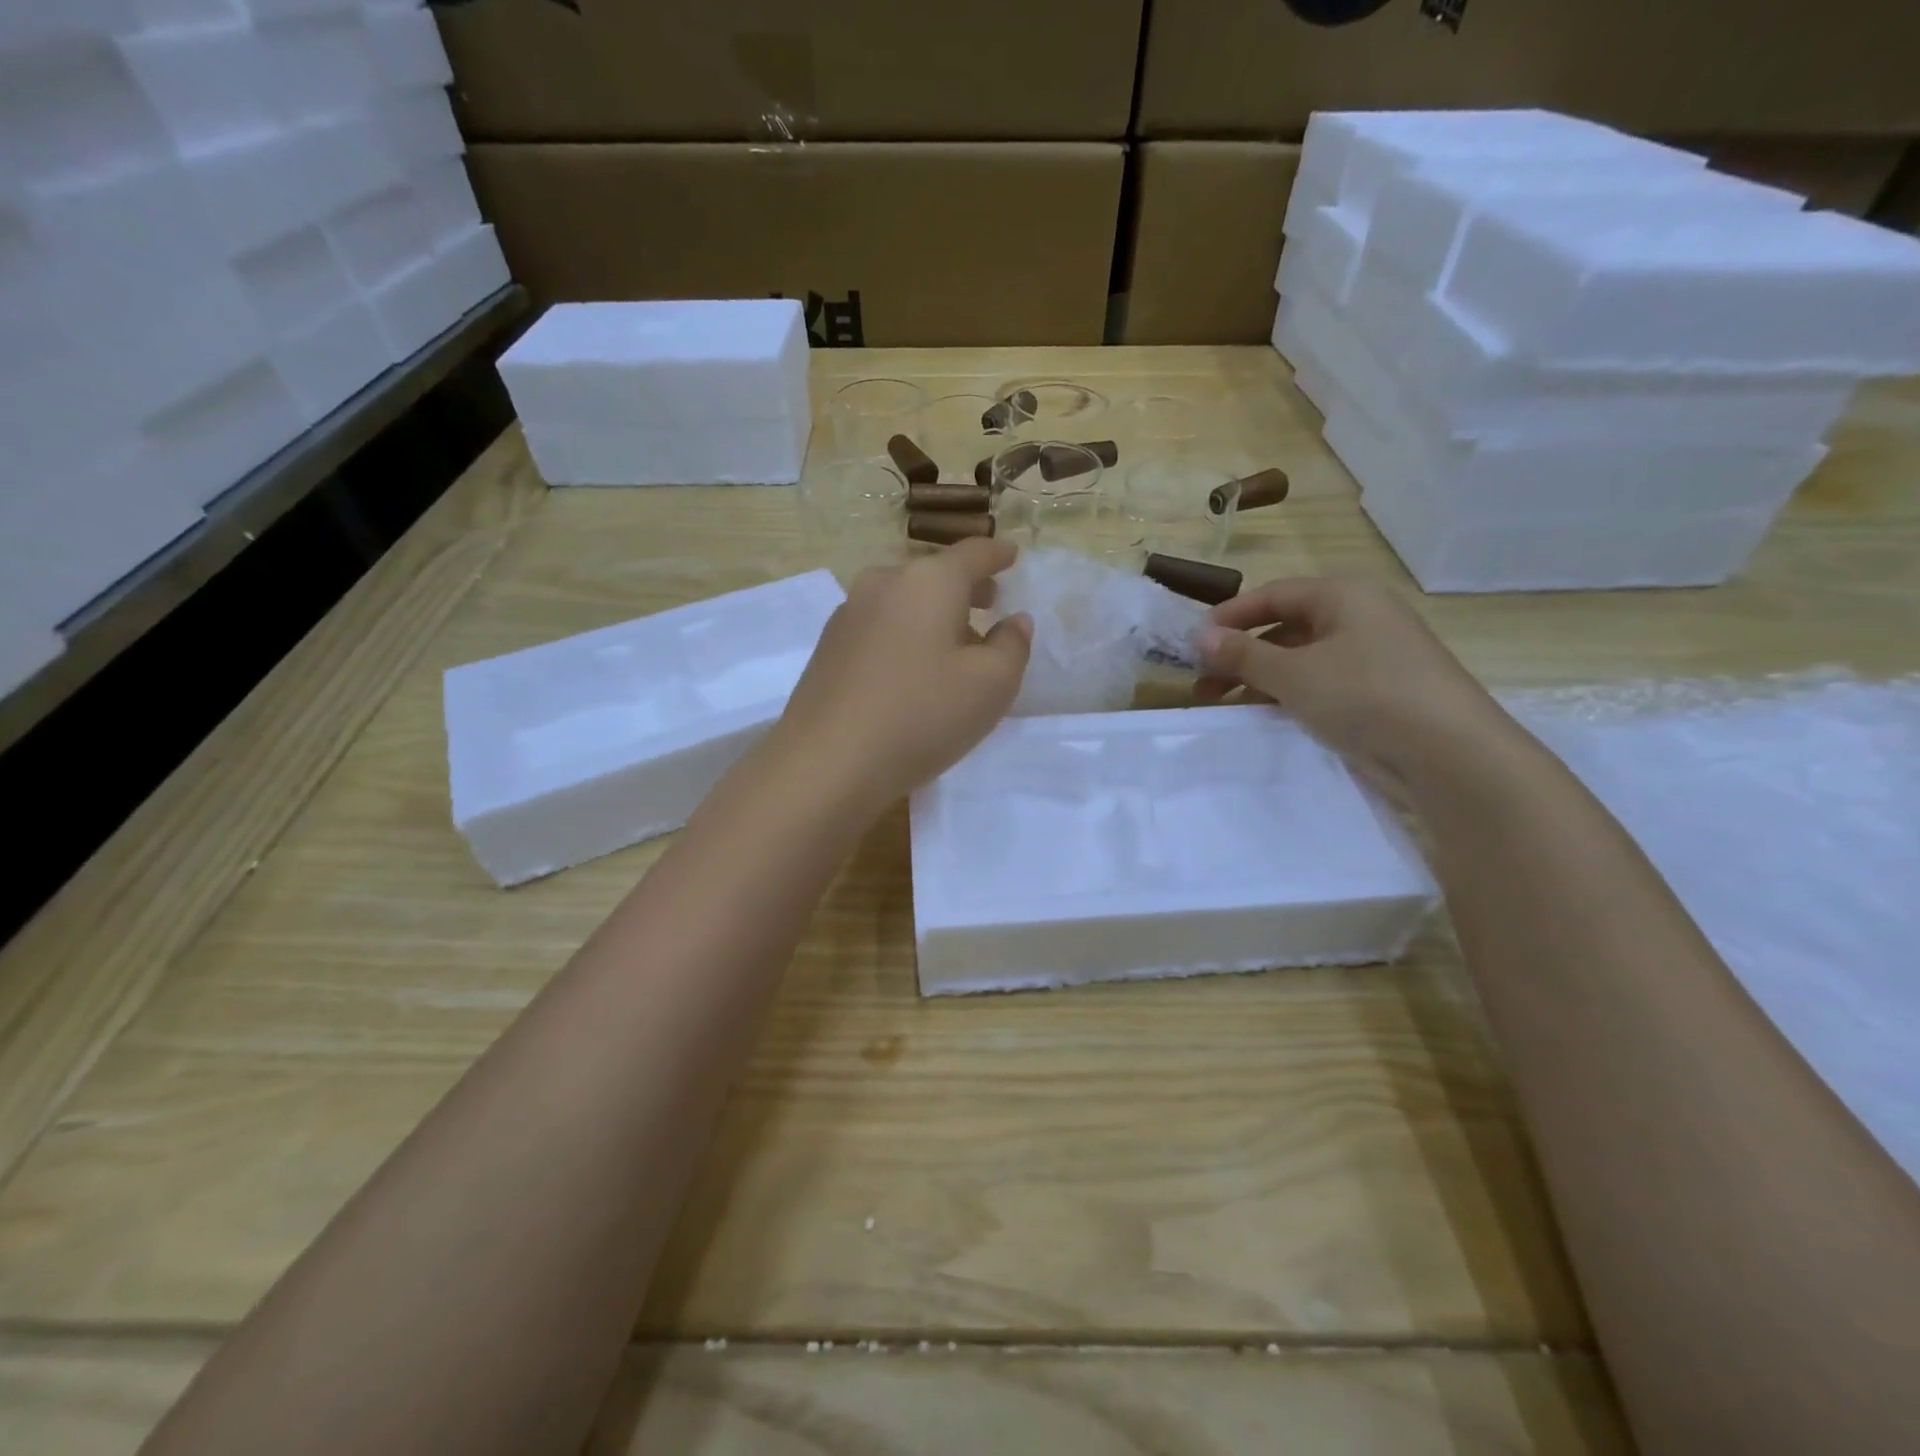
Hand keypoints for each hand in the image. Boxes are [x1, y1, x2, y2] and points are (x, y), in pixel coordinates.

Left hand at [774, 539, 1032, 809]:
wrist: (827, 762)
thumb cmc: (921, 716)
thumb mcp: (991, 686)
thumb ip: (1013, 646)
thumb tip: (1014, 620)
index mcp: (928, 581)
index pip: (973, 553)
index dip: (998, 554)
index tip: (1013, 555)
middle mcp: (884, 583)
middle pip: (934, 575)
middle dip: (966, 587)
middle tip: (990, 603)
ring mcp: (849, 613)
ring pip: (905, 601)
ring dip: (934, 614)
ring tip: (954, 645)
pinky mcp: (829, 645)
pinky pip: (881, 625)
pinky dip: (905, 634)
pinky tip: (912, 670)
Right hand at [1195, 578, 1513, 787]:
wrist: (1448, 755)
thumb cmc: (1365, 695)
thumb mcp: (1293, 673)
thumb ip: (1243, 654)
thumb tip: (1200, 636)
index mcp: (1345, 596)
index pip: (1274, 594)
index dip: (1230, 616)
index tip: (1193, 642)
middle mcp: (1360, 619)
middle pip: (1285, 627)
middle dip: (1240, 653)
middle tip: (1202, 681)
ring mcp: (1371, 657)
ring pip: (1300, 659)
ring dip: (1258, 677)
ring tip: (1222, 703)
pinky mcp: (1377, 694)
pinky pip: (1319, 685)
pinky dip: (1287, 695)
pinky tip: (1263, 716)